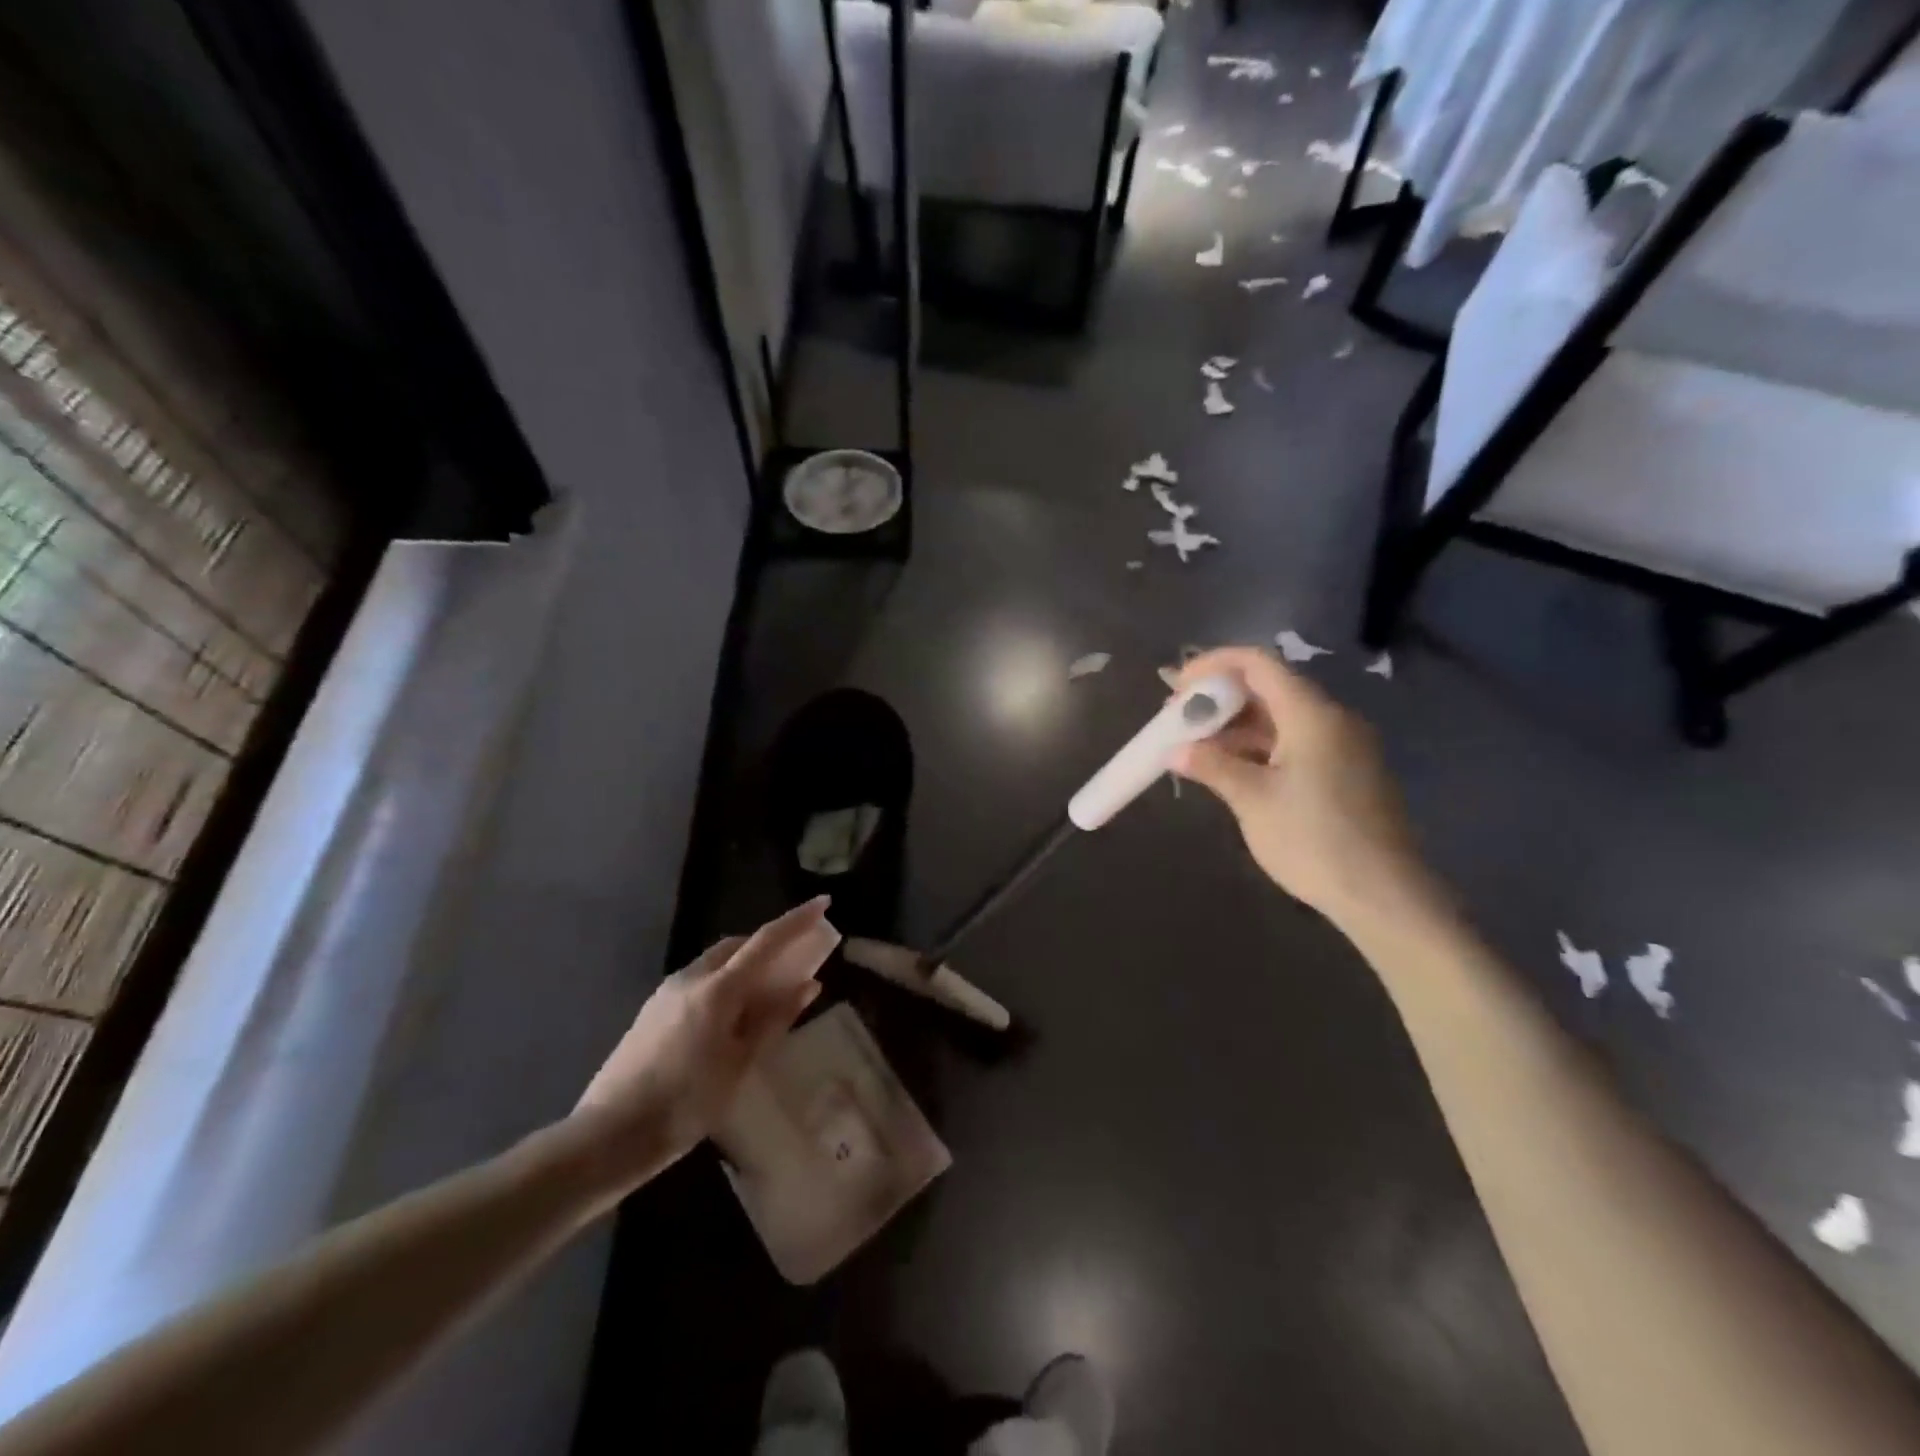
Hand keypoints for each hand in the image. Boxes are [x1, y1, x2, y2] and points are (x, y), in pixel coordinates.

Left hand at [571, 898, 839, 1185]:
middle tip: (796, 959)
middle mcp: (691, 978)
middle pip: (738, 945)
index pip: (766, 941)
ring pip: (716, 962)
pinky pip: (699, 980)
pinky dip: (724, 982)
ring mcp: (667, 992)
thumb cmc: (686, 1104)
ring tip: (766, 991)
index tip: (823, 903)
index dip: (797, 921)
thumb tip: (808, 984)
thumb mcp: (740, 1064)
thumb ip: (774, 1019)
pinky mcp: (652, 1010)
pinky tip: (730, 1016)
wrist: (608, 1137)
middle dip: (769, 943)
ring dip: (745, 963)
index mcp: (718, 989)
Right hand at [1171, 647, 1435, 931]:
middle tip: (1178, 719)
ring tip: (1194, 745)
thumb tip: (1176, 751)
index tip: (1176, 687)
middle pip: (1268, 688)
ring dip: (1235, 725)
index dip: (1213, 665)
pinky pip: (1294, 741)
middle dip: (1219, 698)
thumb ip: (1213, 766)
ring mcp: (1341, 746)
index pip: (1257, 663)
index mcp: (1311, 715)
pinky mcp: (1344, 772)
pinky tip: (1230, 767)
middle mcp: (1330, 719)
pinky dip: (1258, 746)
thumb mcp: (1253, 801)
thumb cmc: (1313, 840)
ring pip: (1279, 717)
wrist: (1383, 894)